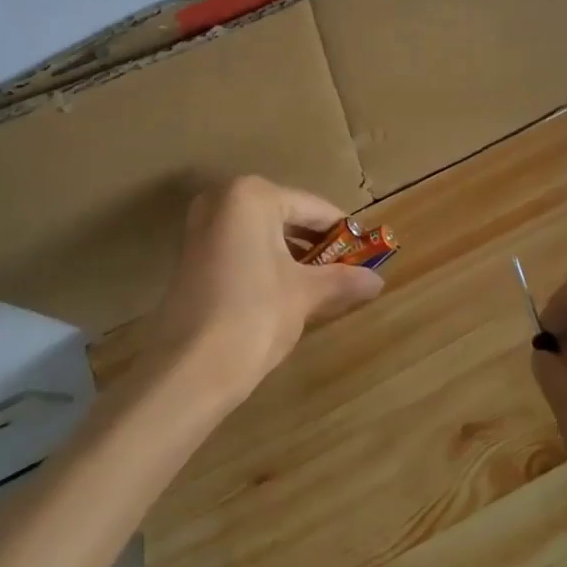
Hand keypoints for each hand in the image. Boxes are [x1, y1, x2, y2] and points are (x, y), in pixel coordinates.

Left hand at [149, 176, 384, 404]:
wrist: (188, 370)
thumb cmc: (254, 316)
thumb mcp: (305, 294)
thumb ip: (342, 280)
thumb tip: (378, 281)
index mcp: (251, 195)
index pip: (312, 207)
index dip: (343, 232)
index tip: (368, 252)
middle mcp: (221, 200)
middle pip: (285, 215)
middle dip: (317, 244)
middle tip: (347, 270)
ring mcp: (200, 227)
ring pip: (262, 233)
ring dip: (292, 255)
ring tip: (323, 284)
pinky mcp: (190, 256)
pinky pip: (240, 248)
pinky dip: (266, 263)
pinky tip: (287, 292)